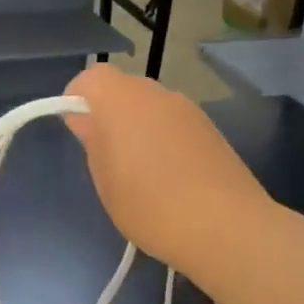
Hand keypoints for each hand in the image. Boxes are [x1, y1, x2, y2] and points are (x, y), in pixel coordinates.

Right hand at [63, 64, 270, 278]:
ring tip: (140, 172)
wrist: (226, 226)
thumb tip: (86, 119)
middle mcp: (155, 93)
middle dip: (109, 113)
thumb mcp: (106, 179)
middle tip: (106, 156)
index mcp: (121, 100)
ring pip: (150, 106)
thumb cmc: (150, 205)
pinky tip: (170, 176)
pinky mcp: (210, 128)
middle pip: (122, 89)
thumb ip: (93, 141)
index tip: (76, 130)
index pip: (90, 77)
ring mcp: (187, 109)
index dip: (77, 98)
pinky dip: (164, 138)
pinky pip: (174, 123)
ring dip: (138, 126)